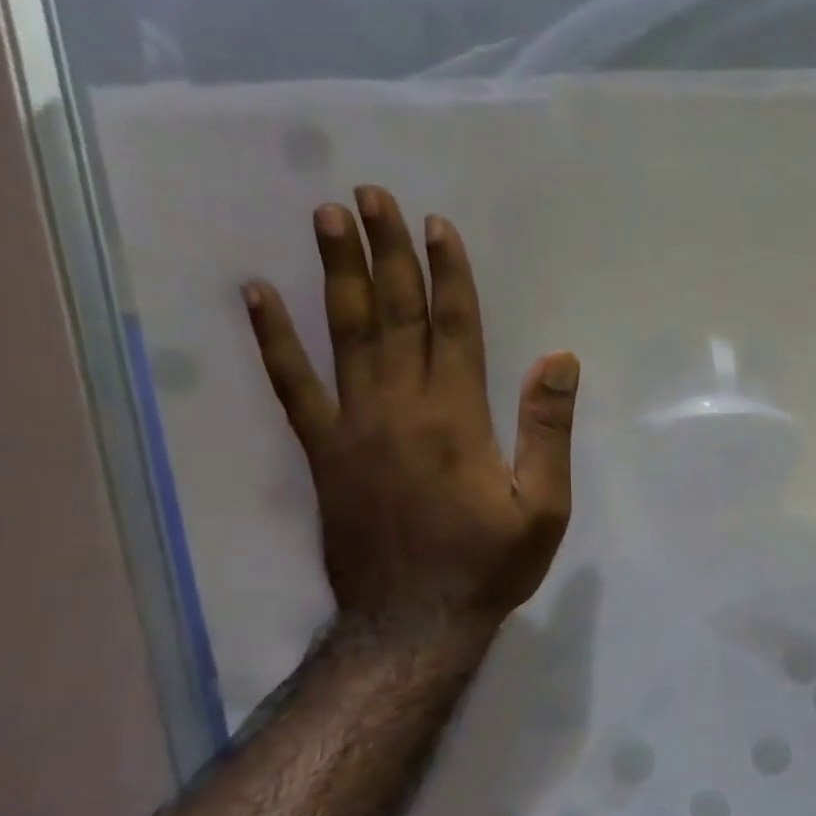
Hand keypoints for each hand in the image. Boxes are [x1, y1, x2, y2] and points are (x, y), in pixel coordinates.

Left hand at [242, 186, 577, 633]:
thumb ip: (547, 430)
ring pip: (344, 336)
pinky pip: (293, 387)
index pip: (454, 329)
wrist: (415, 619)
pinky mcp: (323, 452)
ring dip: (336, 275)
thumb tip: (559, 359)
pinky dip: (273, 340)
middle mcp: (401, 408)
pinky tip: (257, 296)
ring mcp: (353, 427)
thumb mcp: (544, 506)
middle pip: (395, 317)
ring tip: (327, 218)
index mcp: (458, 419)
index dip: (448, 276)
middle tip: (371, 195)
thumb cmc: (489, 564)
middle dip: (387, 254)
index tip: (437, 226)